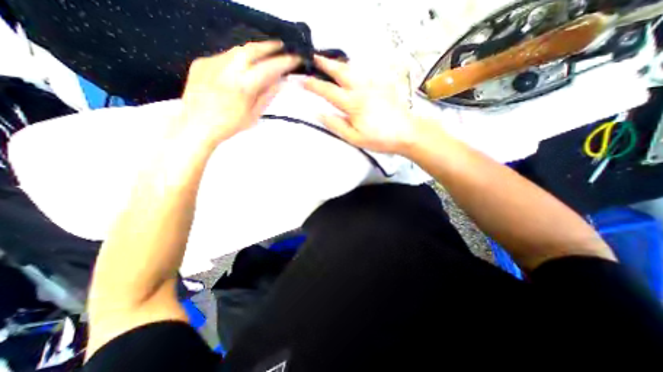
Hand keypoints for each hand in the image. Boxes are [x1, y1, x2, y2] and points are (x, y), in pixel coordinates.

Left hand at [175, 42, 300, 146]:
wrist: (196, 125)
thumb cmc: (230, 125)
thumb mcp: (254, 115)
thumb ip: (267, 96)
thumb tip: (280, 82)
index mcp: (244, 86)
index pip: (269, 68)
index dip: (284, 62)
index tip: (295, 59)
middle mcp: (228, 69)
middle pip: (251, 49)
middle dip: (268, 46)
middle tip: (280, 46)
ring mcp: (212, 63)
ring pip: (237, 50)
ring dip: (253, 50)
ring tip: (263, 54)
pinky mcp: (201, 62)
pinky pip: (224, 56)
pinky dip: (236, 59)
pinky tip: (240, 68)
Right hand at [303, 53, 415, 153]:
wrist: (407, 133)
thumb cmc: (379, 139)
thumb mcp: (354, 137)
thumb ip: (336, 125)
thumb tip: (319, 113)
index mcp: (353, 104)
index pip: (328, 91)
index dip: (314, 85)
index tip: (303, 81)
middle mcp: (362, 89)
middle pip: (341, 72)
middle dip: (326, 64)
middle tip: (316, 58)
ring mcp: (374, 85)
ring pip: (354, 69)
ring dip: (340, 64)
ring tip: (331, 63)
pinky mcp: (384, 85)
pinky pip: (367, 72)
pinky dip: (356, 69)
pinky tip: (354, 72)